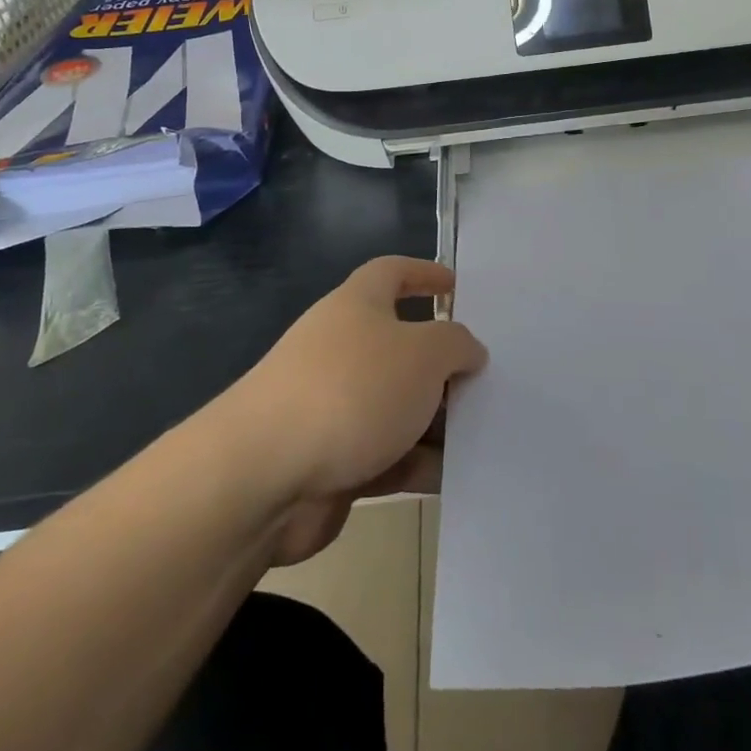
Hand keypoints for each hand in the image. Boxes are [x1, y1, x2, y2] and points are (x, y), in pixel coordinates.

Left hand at [226, 257, 487, 566]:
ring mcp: (333, 405)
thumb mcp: (422, 353)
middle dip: (442, 364)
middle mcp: (342, 348)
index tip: (454, 286)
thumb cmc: (350, 390)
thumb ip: (455, 345)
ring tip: (483, 435)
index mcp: (357, 306)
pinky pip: (386, 455)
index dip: (423, 273)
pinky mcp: (331, 460)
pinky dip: (416, 463)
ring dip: (435, 421)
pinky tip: (455, 477)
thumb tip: (467, 350)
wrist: (264, 475)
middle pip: (401, 346)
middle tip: (486, 379)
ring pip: (397, 406)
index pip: (391, 272)